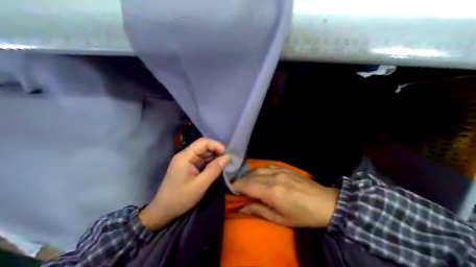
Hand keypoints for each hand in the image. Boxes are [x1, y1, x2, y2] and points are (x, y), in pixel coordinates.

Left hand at [140, 138, 230, 229]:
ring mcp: (185, 162)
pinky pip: (201, 161)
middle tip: (229, 160)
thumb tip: (228, 157)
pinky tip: (217, 168)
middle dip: (217, 151)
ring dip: (214, 157)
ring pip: (203, 153)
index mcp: (185, 157)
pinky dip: (210, 163)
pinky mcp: (187, 168)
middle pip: (203, 146)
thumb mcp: (200, 185)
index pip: (203, 142)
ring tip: (226, 164)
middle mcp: (184, 156)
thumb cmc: (180, 198)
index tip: (228, 155)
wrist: (163, 211)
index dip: (217, 146)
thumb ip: (214, 170)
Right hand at [232, 166, 337, 227]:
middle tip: (238, 190)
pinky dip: (260, 171)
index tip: (231, 191)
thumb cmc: (303, 215)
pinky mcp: (286, 168)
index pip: (246, 185)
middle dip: (241, 182)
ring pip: (258, 169)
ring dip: (250, 176)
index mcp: (271, 192)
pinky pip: (268, 166)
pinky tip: (260, 176)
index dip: (235, 187)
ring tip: (248, 183)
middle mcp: (273, 177)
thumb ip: (259, 211)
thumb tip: (242, 208)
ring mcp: (280, 170)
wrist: (325, 203)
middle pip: (250, 176)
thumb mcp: (280, 219)